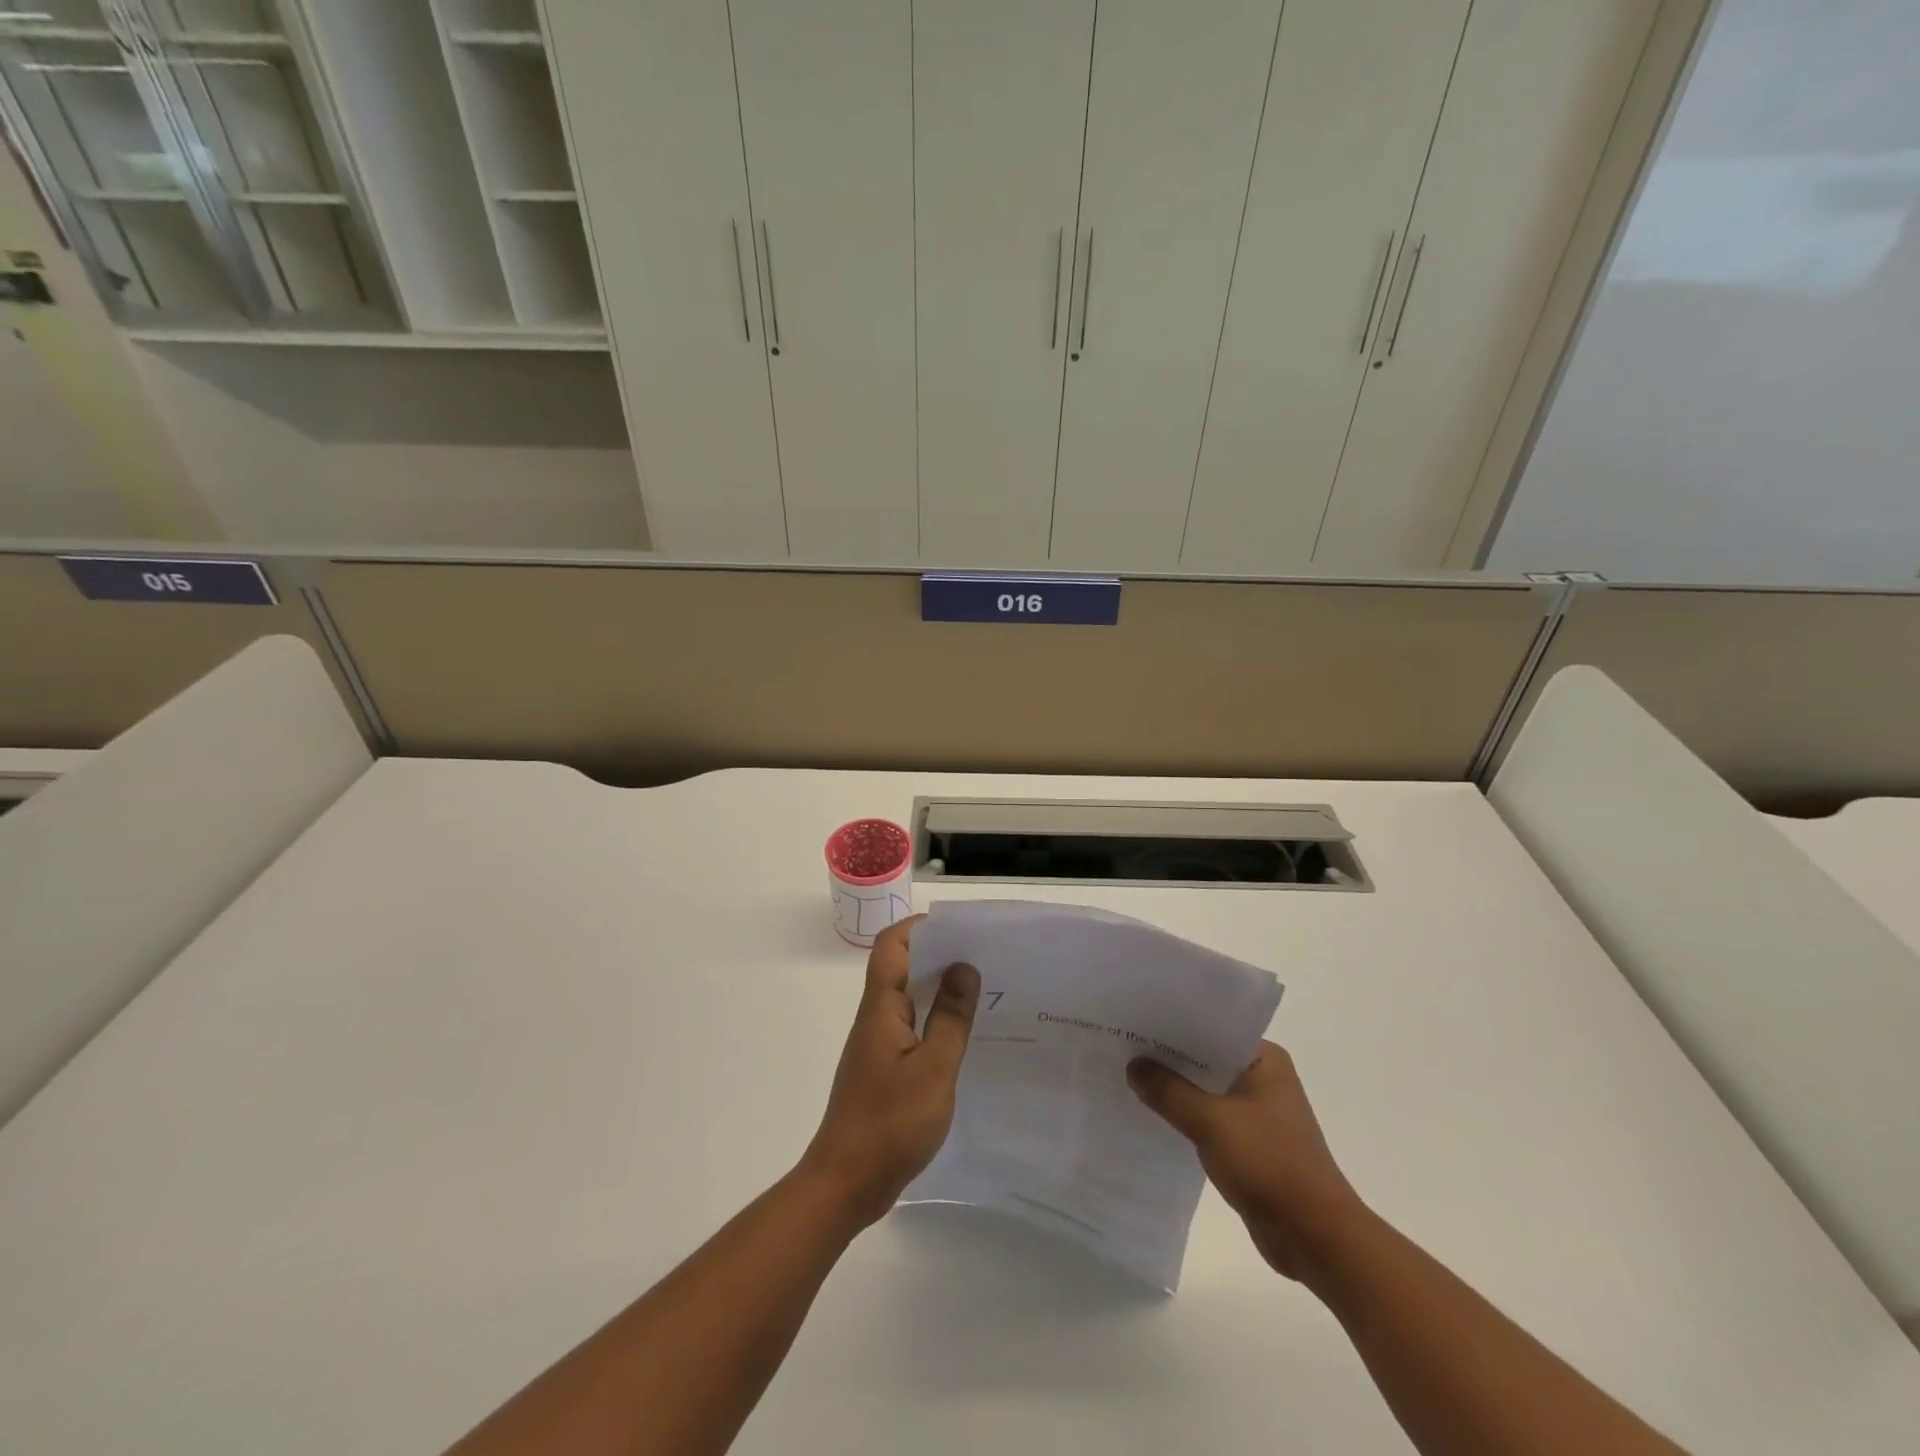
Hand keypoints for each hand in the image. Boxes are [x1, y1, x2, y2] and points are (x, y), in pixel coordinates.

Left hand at [800, 916, 980, 1227]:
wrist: (845, 1184)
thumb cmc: (890, 1123)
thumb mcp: (933, 1068)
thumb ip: (950, 1017)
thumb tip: (963, 966)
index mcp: (881, 1008)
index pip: (891, 945)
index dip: (920, 927)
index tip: (960, 929)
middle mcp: (875, 1018)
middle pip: (901, 968)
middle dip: (939, 955)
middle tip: (984, 959)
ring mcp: (877, 1045)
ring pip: (907, 1000)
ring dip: (939, 990)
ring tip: (983, 993)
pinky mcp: (882, 1071)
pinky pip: (910, 1030)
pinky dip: (934, 1022)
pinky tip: (962, 1039)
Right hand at [1128, 1040, 1363, 1281]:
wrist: (1315, 1237)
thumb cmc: (1269, 1164)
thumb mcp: (1211, 1121)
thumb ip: (1169, 1091)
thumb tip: (1133, 1066)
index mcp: (1264, 1060)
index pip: (1210, 1028)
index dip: (1172, 1025)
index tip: (1135, 1019)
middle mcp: (1263, 1078)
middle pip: (1205, 1058)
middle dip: (1168, 1057)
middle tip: (1122, 1045)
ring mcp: (1257, 1112)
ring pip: (1205, 1090)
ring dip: (1175, 1089)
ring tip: (1128, 1076)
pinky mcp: (1250, 1143)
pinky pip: (1209, 1118)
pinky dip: (1185, 1116)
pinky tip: (1152, 1115)